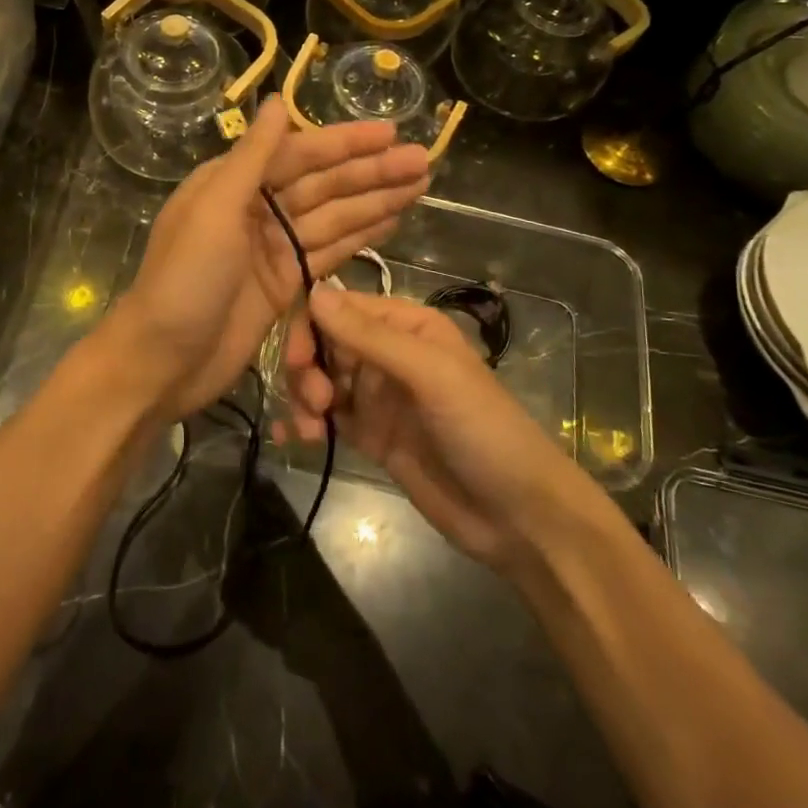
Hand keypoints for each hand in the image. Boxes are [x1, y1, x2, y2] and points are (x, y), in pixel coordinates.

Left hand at [101, 97, 431, 421]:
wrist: (163, 361)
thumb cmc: (184, 281)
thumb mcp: (214, 211)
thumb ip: (251, 158)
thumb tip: (278, 101)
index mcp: (232, 183)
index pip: (298, 154)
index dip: (345, 143)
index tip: (390, 132)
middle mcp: (255, 209)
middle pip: (322, 184)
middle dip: (371, 172)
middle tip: (424, 161)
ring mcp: (272, 248)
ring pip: (333, 216)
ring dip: (375, 200)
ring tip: (421, 184)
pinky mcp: (285, 283)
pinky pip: (329, 251)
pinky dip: (360, 235)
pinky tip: (392, 220)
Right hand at [282, 289, 605, 573]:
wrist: (519, 517)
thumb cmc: (483, 430)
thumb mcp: (430, 375)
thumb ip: (370, 336)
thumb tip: (313, 291)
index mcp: (407, 325)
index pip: (342, 307)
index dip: (310, 325)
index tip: (295, 358)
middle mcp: (388, 353)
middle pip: (324, 343)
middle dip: (306, 367)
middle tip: (314, 401)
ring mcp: (378, 396)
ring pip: (319, 379)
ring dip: (303, 397)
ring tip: (310, 428)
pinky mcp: (371, 435)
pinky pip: (326, 417)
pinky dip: (303, 422)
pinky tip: (289, 437)